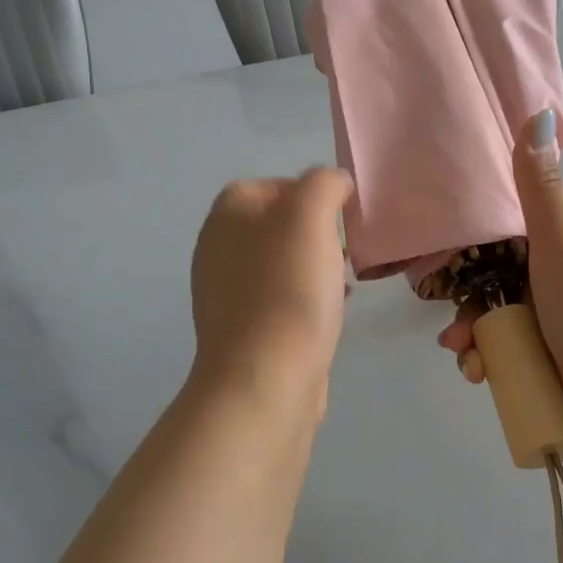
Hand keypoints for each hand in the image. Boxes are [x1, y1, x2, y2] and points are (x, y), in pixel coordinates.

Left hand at [191, 169, 354, 406]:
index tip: (341, 217)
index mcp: (227, 214)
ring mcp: (226, 291)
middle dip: (317, 234)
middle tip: (345, 250)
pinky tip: (329, 315)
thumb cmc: (288, 287)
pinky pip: (281, 299)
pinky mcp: (242, 329)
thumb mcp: (311, 214)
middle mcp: (218, 247)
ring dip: (316, 267)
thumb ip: (324, 183)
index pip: (272, 184)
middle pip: (278, 225)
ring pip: (283, 263)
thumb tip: (333, 184)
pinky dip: (306, 300)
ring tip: (343, 284)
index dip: (311, 194)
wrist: (263, 378)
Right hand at [435, 111, 562, 427]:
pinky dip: (485, 363)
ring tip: (468, 359)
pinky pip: (502, 356)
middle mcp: (550, 282)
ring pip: (492, 322)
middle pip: (489, 285)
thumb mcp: (561, 238)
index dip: (470, 248)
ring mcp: (549, 326)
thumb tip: (539, 111)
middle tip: (455, 328)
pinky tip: (479, 374)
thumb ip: (540, 185)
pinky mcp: (545, 363)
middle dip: (466, 306)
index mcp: (555, 246)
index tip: (445, 264)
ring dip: (471, 339)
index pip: (501, 237)